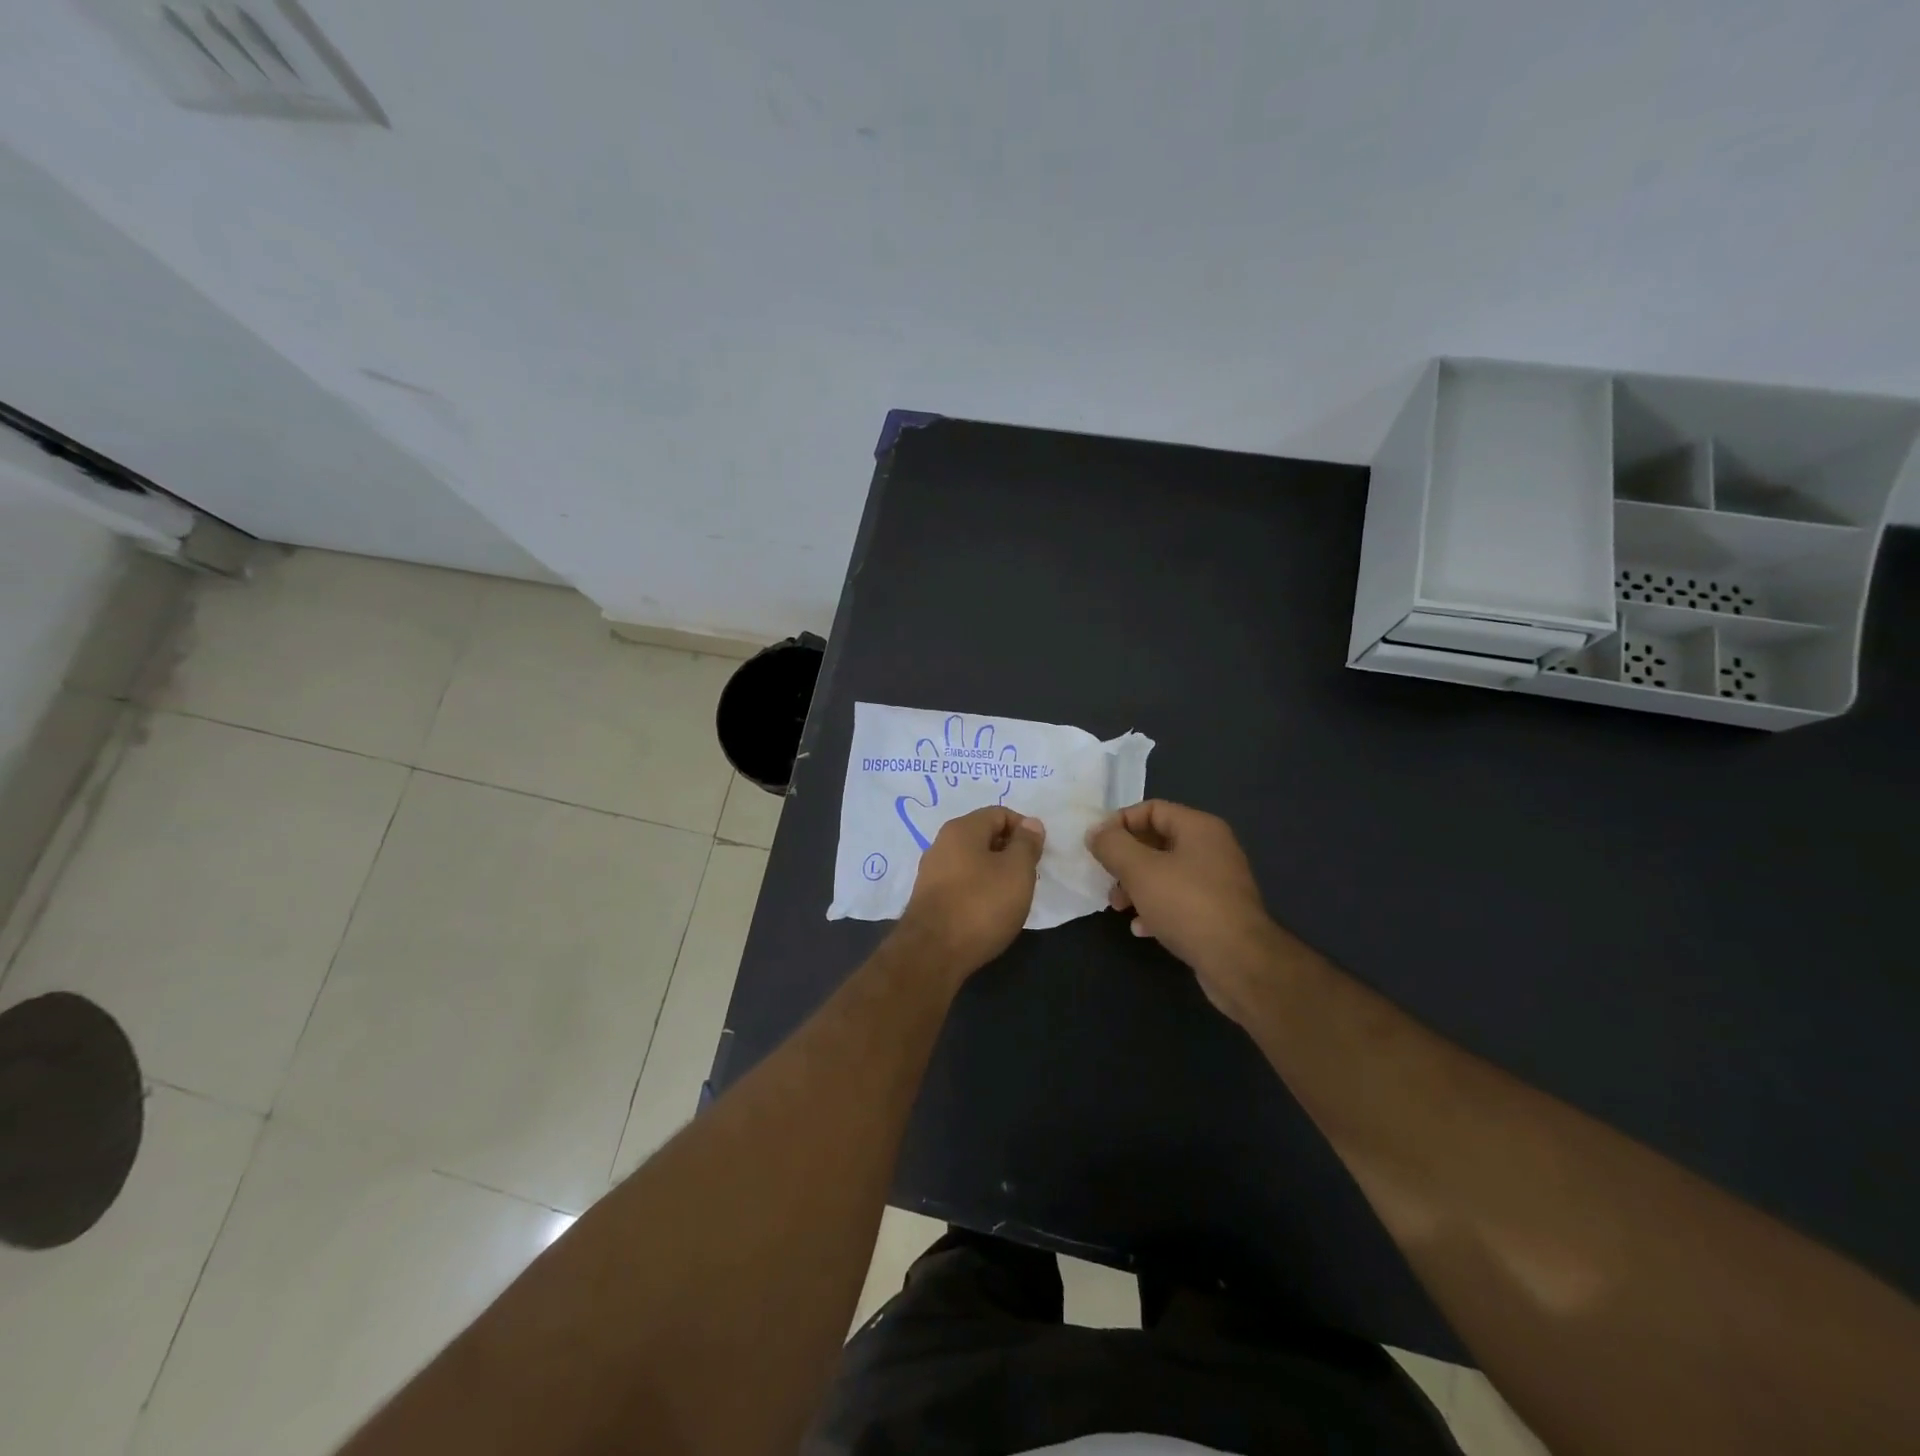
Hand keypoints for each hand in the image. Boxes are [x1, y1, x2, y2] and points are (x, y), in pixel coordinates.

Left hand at [899, 807, 1045, 980]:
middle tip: (1028, 877)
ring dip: (995, 873)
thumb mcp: (1017, 871)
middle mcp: (941, 843)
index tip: (1038, 855)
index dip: (1024, 829)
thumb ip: (1027, 843)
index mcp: (962, 829)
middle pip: (984, 836)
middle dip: (1010, 852)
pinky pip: (961, 883)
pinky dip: (979, 890)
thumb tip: (1031, 823)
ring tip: (1011, 898)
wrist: (932, 953)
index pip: (1000, 813)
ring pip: (972, 861)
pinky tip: (988, 912)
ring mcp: (931, 872)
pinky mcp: (929, 898)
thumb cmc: (981, 905)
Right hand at [1086, 800, 1278, 1023]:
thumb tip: (1095, 832)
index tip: (1098, 845)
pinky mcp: (1219, 913)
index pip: (1152, 809)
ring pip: (1166, 874)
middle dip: (1126, 860)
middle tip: (1107, 879)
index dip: (1120, 822)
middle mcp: (1212, 849)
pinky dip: (1157, 909)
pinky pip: (1180, 901)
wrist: (1239, 963)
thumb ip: (1113, 846)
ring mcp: (1218, 882)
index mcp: (1199, 828)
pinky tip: (1142, 929)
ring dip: (1137, 887)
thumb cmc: (1187, 905)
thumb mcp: (1140, 870)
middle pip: (1157, 842)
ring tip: (1119, 907)